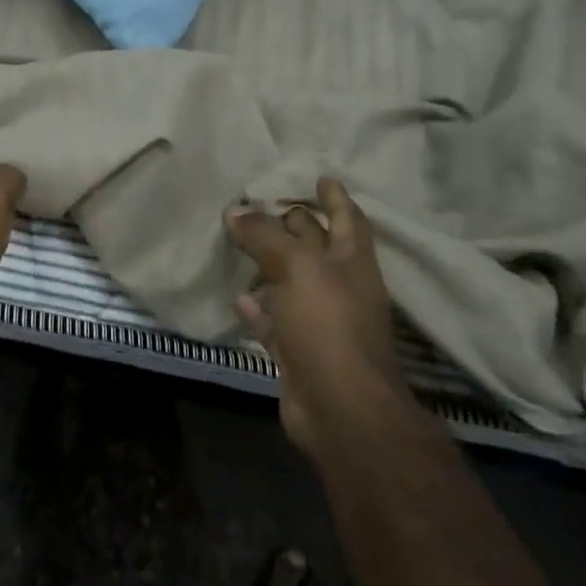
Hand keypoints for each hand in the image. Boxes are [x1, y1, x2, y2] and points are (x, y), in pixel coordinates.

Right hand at [227, 177, 407, 457]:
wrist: (341, 409)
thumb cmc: (328, 324)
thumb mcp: (296, 267)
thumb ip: (264, 236)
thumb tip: (235, 210)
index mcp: (351, 262)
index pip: (348, 218)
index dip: (335, 196)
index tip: (319, 176)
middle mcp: (339, 287)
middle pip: (316, 246)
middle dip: (295, 224)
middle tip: (262, 203)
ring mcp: (320, 321)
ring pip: (292, 283)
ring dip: (270, 264)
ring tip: (240, 242)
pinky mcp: (299, 351)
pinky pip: (274, 321)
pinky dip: (258, 308)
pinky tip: (237, 296)